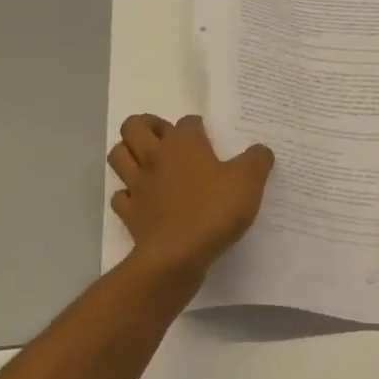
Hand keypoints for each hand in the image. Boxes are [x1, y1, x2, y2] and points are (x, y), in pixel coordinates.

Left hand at [108, 114, 274, 282]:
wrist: (176, 256)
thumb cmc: (213, 211)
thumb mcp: (248, 182)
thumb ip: (257, 160)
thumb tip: (260, 150)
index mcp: (183, 144)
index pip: (186, 122)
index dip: (197, 126)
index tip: (208, 138)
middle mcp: (154, 157)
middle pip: (134, 126)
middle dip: (146, 125)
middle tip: (165, 137)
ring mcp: (137, 185)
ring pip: (118, 155)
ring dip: (128, 152)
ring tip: (147, 160)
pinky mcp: (129, 213)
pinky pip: (120, 196)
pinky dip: (128, 194)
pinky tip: (142, 199)